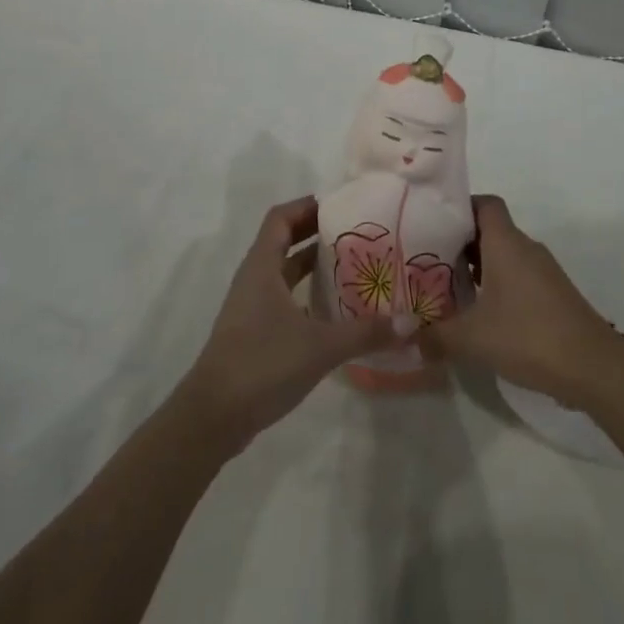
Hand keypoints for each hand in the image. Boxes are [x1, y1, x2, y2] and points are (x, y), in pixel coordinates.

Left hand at [177, 197, 410, 452]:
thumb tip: (410, 323)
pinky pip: (284, 299)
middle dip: (316, 233)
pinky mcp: (254, 333)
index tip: (341, 205)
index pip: (281, 218)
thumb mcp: (320, 346)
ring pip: (284, 273)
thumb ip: (365, 332)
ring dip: (313, 265)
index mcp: (262, 267)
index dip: (307, 206)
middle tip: (356, 232)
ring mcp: (251, 307)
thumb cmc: (262, 364)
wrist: (213, 417)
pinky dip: (307, 295)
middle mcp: (254, 279)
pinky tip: (335, 310)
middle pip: (283, 241)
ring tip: (352, 265)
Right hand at [421, 195, 623, 410]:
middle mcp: (525, 248)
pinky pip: (517, 276)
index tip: (433, 223)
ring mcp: (542, 271)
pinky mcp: (552, 294)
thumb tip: (407, 338)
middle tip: (427, 259)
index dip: (459, 207)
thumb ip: (436, 336)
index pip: (484, 203)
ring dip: (477, 267)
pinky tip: (480, 313)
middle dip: (459, 242)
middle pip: (490, 230)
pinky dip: (496, 285)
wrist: (593, 366)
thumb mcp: (472, 339)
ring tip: (447, 287)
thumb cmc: (529, 336)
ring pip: (503, 255)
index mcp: (506, 243)